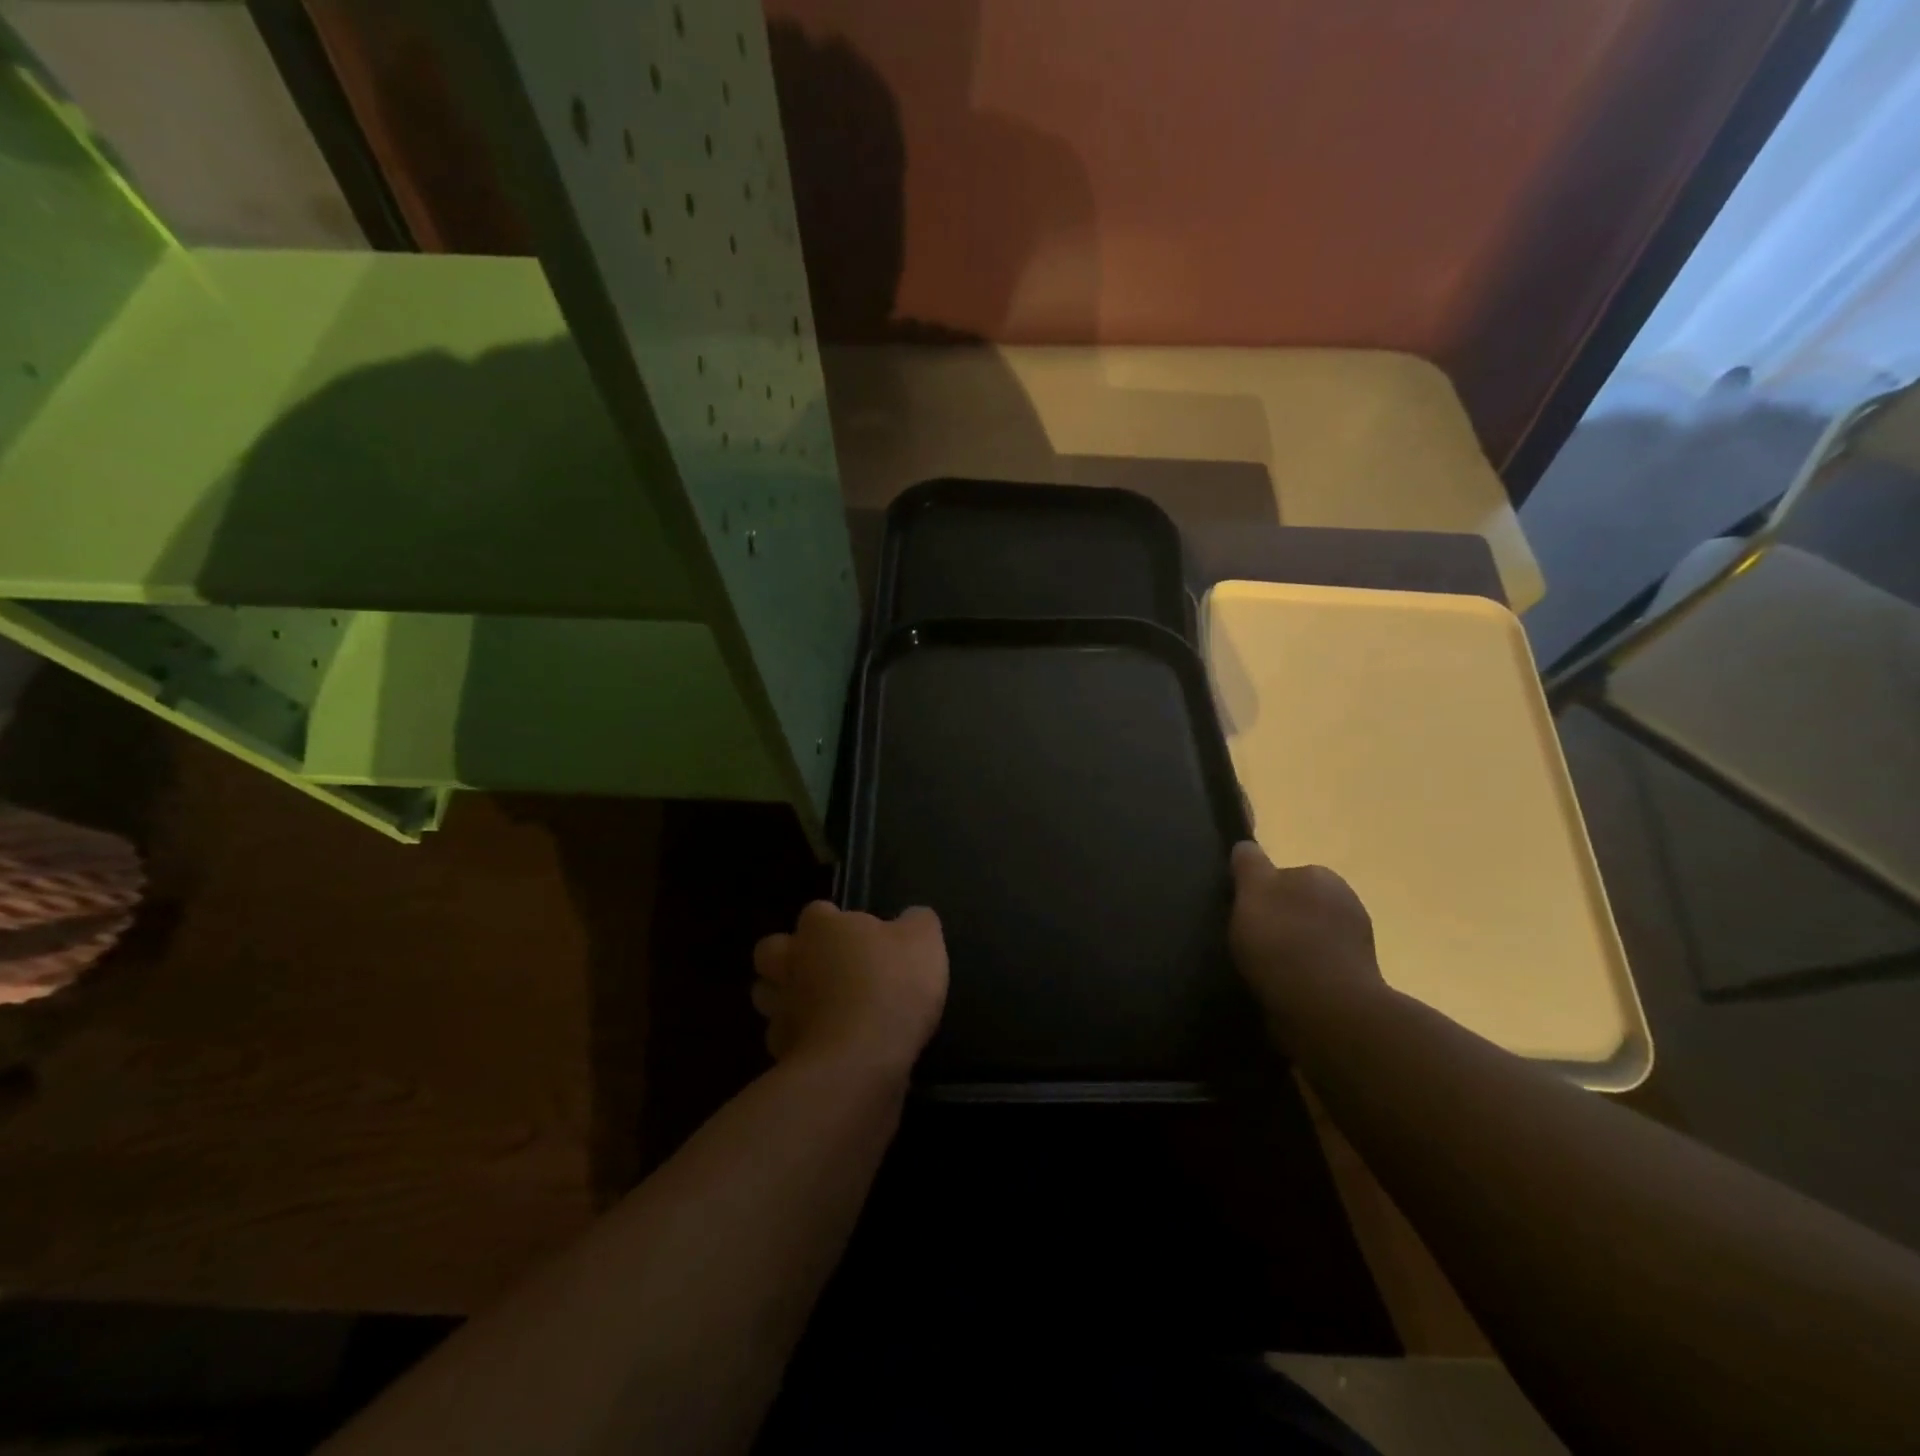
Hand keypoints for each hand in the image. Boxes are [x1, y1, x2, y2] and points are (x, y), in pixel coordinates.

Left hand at [751, 902, 948, 1078]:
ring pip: (765, 995)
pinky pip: (783, 1039)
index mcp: (821, 928)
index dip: (835, 922)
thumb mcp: (924, 941)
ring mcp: (781, 1009)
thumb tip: (911, 917)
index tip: (860, 937)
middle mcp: (791, 962)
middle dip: (789, 956)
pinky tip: (827, 1046)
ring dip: (786, 998)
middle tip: (824, 968)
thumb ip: (917, 922)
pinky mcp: (781, 1052)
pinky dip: (799, 1040)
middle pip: (771, 950)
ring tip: (819, 1008)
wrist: (860, 1061)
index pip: (817, 912)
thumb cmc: (892, 986)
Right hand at [1228, 842, 1383, 1029]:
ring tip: (1263, 970)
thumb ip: (1249, 865)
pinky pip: (1319, 968)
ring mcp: (1357, 943)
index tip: (1244, 913)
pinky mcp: (1358, 980)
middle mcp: (1347, 901)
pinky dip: (1303, 975)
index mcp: (1322, 876)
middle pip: (1300, 905)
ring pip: (1311, 938)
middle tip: (1250, 941)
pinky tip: (1283, 989)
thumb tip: (1247, 846)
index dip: (1261, 892)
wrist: (1326, 1009)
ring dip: (1292, 950)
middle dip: (1279, 920)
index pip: (1285, 874)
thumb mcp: (1252, 891)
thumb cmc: (1283, 941)